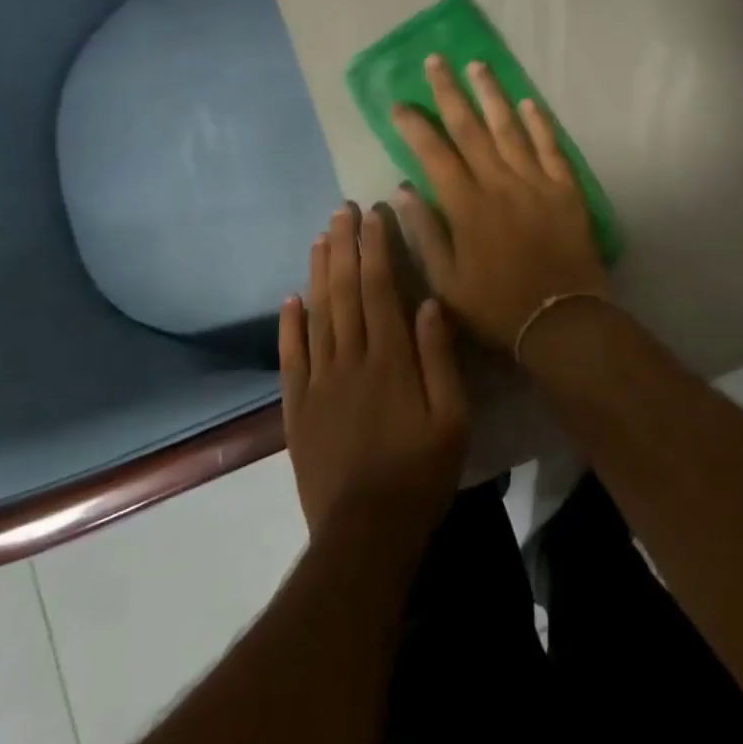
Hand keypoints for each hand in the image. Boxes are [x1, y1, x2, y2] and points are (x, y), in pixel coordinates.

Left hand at [280, 204, 468, 539]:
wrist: (365, 534)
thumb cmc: (420, 473)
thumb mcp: (452, 418)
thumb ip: (439, 358)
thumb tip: (429, 302)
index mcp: (389, 359)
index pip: (380, 289)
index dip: (375, 248)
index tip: (373, 214)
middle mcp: (350, 360)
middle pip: (345, 291)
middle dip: (345, 247)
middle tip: (342, 210)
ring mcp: (318, 383)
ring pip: (316, 315)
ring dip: (319, 272)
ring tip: (321, 237)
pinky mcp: (297, 408)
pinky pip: (291, 357)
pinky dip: (289, 325)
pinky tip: (290, 298)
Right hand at [389, 55, 609, 352]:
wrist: (561, 319)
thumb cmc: (496, 305)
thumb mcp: (446, 282)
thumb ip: (424, 232)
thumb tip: (401, 189)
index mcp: (466, 206)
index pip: (433, 153)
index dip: (414, 126)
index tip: (399, 104)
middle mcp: (499, 183)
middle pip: (470, 128)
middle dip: (449, 92)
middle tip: (436, 61)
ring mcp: (535, 181)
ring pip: (509, 128)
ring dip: (491, 94)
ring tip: (477, 64)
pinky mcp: (565, 188)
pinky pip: (551, 147)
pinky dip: (540, 123)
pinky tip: (528, 101)